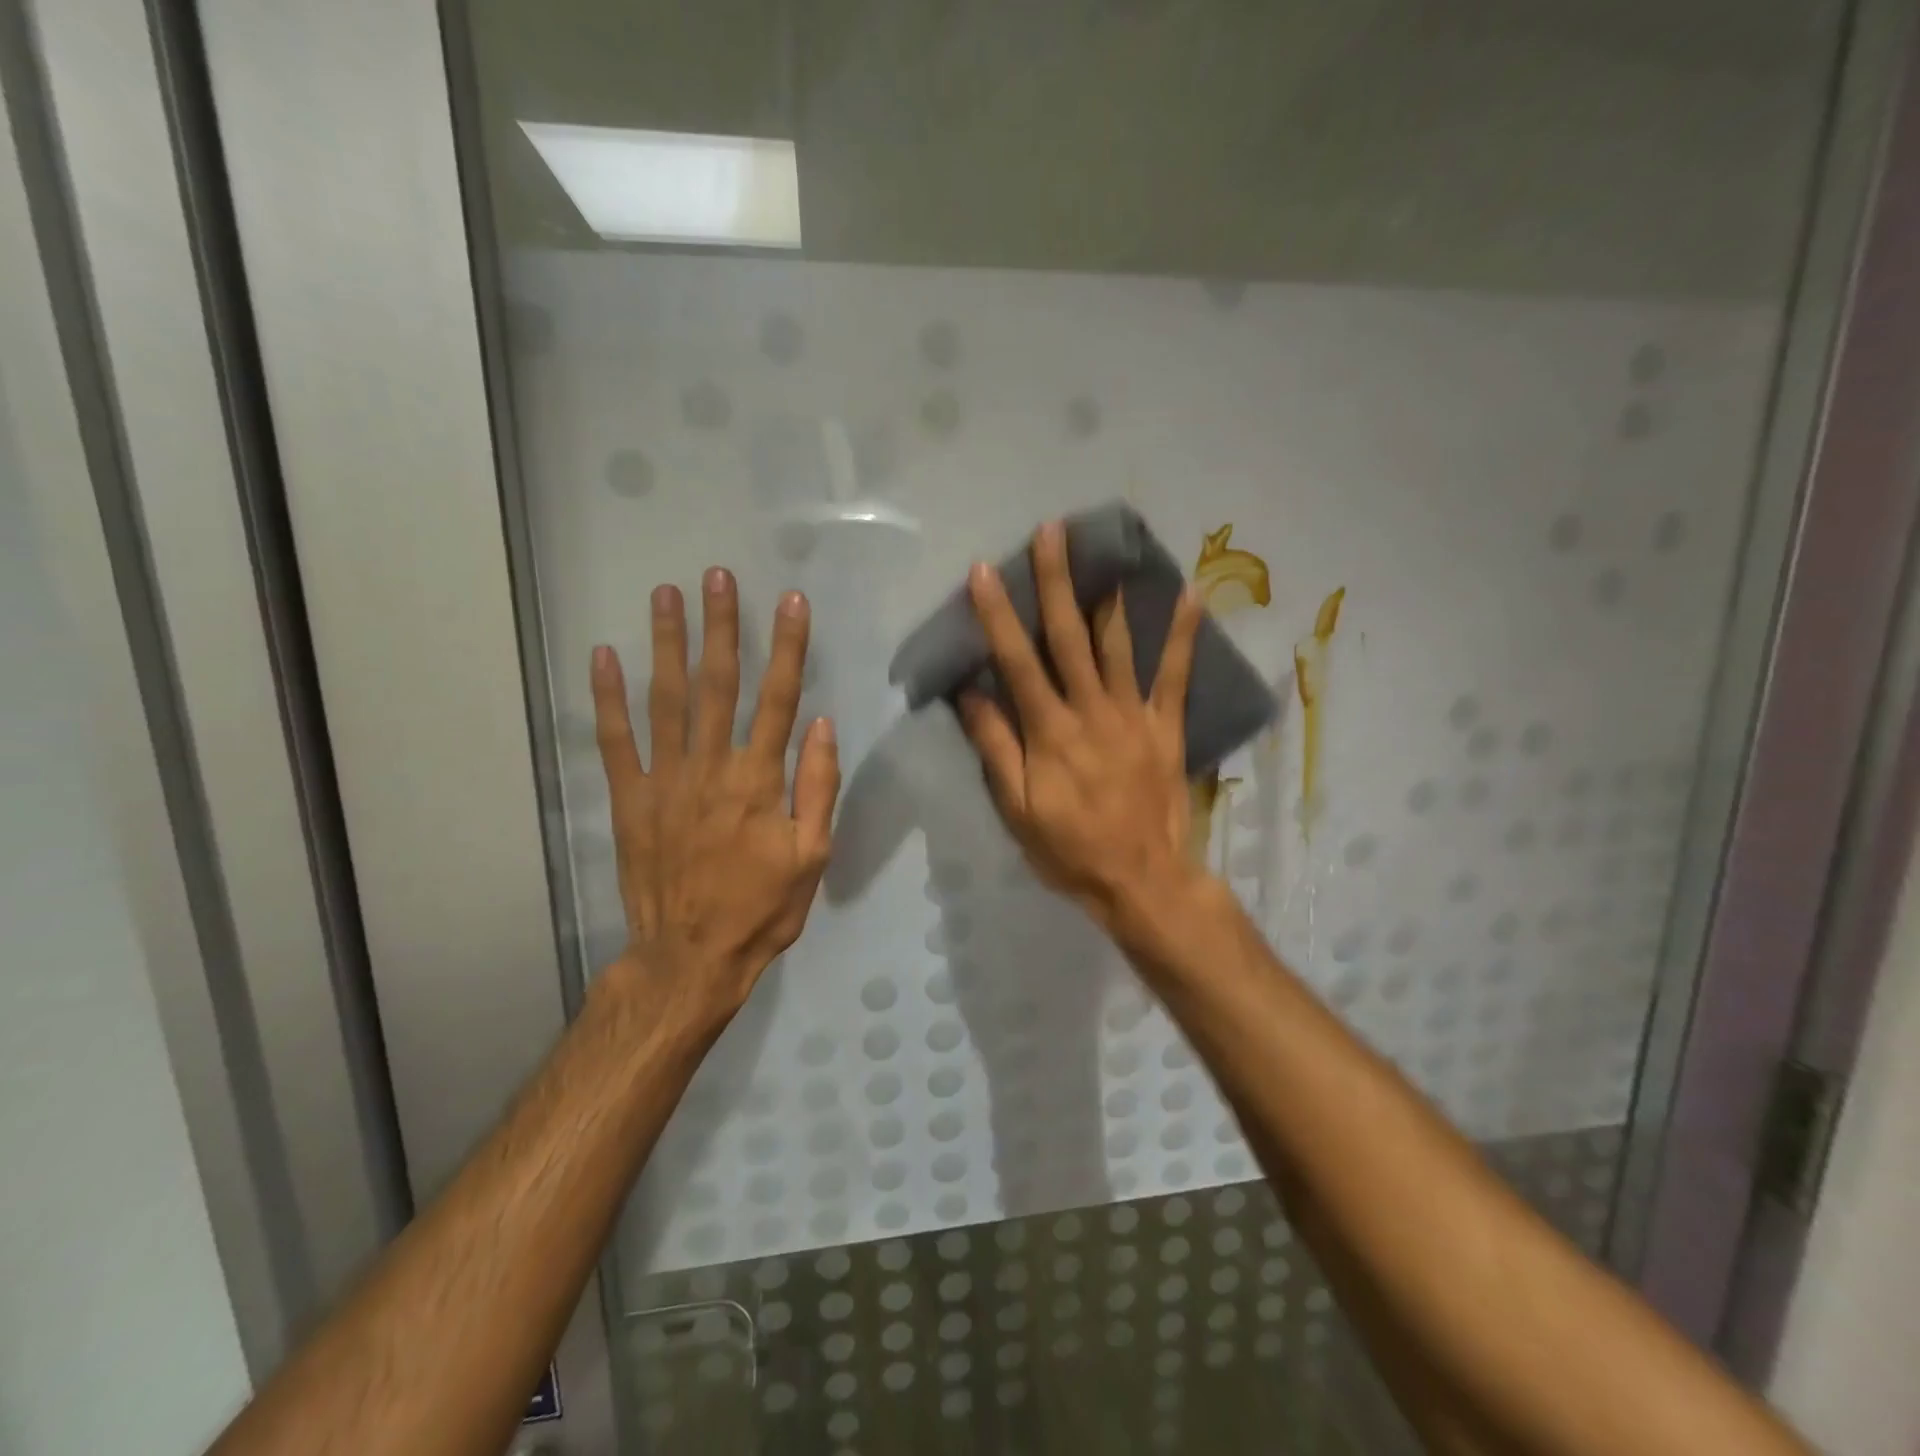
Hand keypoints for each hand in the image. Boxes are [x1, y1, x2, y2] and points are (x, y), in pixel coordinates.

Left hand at [591, 568, 839, 1016]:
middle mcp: (710, 767)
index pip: (777, 698)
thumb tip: (820, 723)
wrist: (691, 957)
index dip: (787, 647)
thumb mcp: (812, 856)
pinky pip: (615, 741)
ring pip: (665, 699)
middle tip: (716, 576)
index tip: (791, 602)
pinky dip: (608, 698)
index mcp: (759, 780)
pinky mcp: (629, 799)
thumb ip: (817, 786)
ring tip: (665, 595)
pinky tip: (604, 657)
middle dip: (720, 626)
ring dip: (666, 644)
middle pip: (717, 684)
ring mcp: (664, 780)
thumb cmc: (762, 909)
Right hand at [957, 521, 1206, 930]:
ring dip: (1108, 596)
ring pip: (1117, 646)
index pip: (1018, 662)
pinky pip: (1176, 675)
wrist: (1142, 879)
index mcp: (1050, 732)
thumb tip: (969, 693)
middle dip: (1057, 583)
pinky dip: (1183, 634)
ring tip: (1106, 551)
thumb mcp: (1017, 808)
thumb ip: (995, 747)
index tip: (985, 571)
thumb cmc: (1069, 849)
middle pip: (1069, 638)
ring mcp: (1133, 715)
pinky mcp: (1166, 727)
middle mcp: (1091, 710)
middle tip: (1051, 532)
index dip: (999, 616)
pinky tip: (1190, 593)